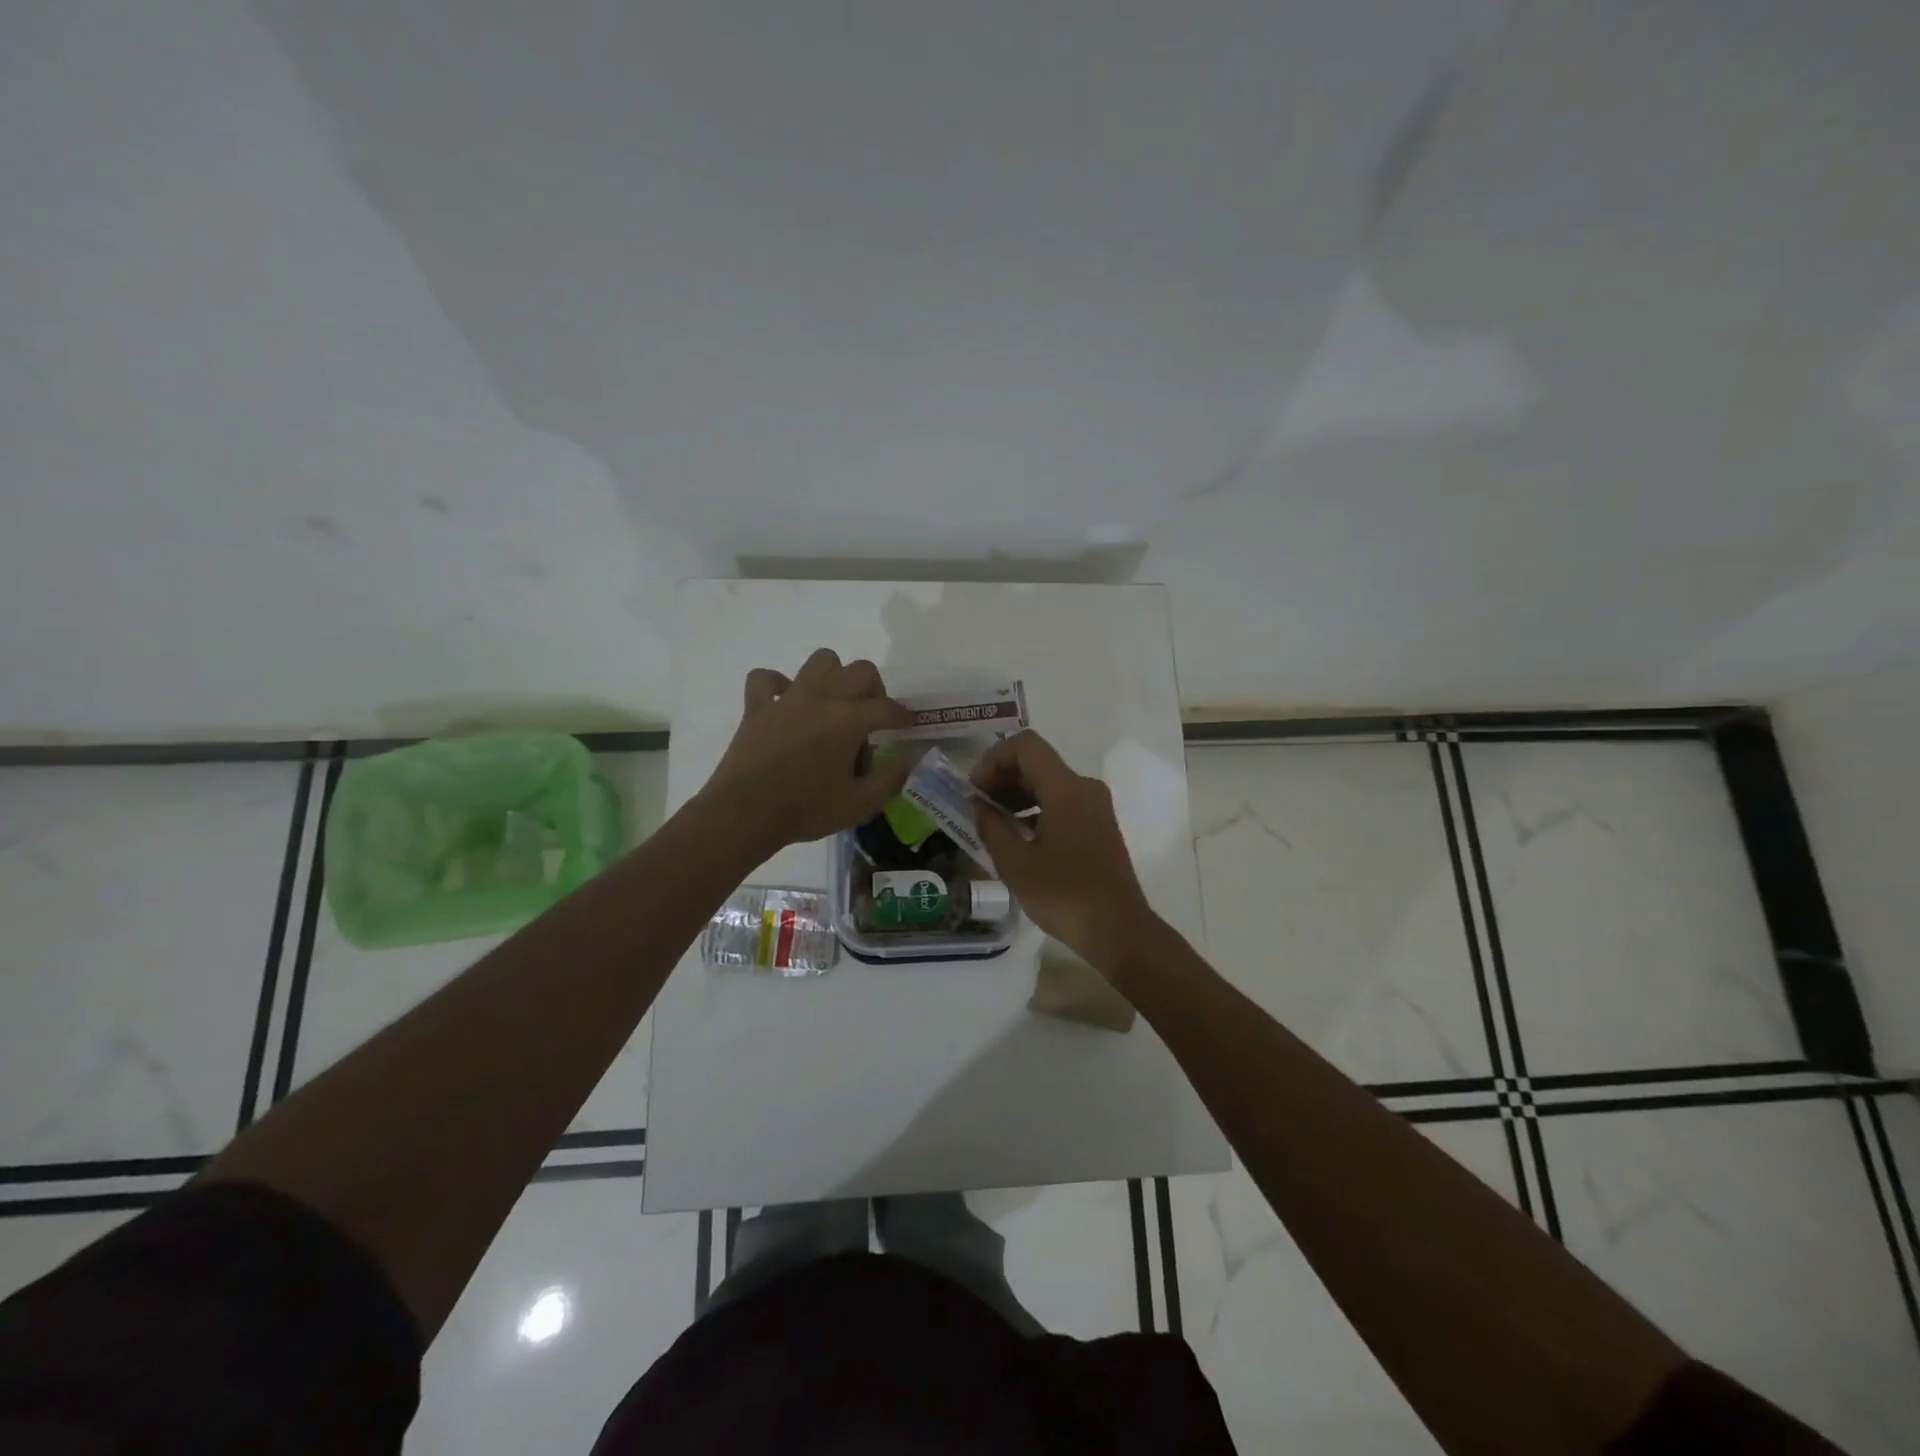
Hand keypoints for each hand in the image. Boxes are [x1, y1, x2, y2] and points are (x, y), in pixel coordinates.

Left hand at [700, 649, 912, 853]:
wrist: (745, 814)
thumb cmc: (806, 810)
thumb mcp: (860, 805)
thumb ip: (890, 779)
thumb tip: (906, 759)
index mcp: (850, 719)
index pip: (888, 708)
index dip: (903, 716)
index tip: (907, 726)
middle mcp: (822, 697)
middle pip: (860, 671)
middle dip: (875, 689)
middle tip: (873, 715)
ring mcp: (787, 697)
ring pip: (821, 661)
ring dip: (835, 676)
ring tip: (835, 702)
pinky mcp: (757, 705)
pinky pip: (767, 678)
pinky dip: (779, 684)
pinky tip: (786, 701)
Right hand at [971, 731, 1156, 970]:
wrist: (1118, 930)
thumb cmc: (1064, 895)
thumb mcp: (1016, 864)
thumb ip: (991, 826)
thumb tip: (977, 804)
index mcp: (1066, 789)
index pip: (1025, 746)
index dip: (994, 759)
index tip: (975, 790)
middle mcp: (1085, 788)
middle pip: (1037, 762)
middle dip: (1002, 778)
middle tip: (977, 807)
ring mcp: (1095, 806)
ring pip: (1049, 783)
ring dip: (1017, 795)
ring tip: (992, 824)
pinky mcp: (1099, 825)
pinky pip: (1061, 802)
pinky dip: (1035, 809)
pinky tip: (1018, 838)